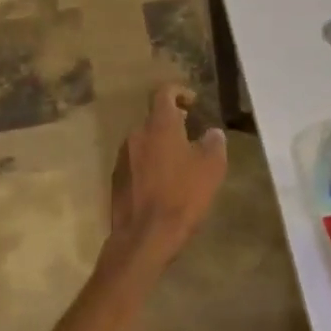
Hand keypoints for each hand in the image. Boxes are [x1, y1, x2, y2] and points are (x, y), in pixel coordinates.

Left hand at [108, 85, 227, 268]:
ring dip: (161, 146)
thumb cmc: (182, 197)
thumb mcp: (211, 169)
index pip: (164, 93)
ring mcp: (122, 158)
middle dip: (173, 124)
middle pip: (154, 120)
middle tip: (192, 137)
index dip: (179, 92)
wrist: (144, 237)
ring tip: (180, 164)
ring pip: (144, 142)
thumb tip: (212, 133)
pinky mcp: (116, 180)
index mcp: (159, 126)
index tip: (193, 103)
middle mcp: (136, 135)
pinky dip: (150, 165)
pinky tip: (164, 185)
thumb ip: (213, 144)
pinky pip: (136, 163)